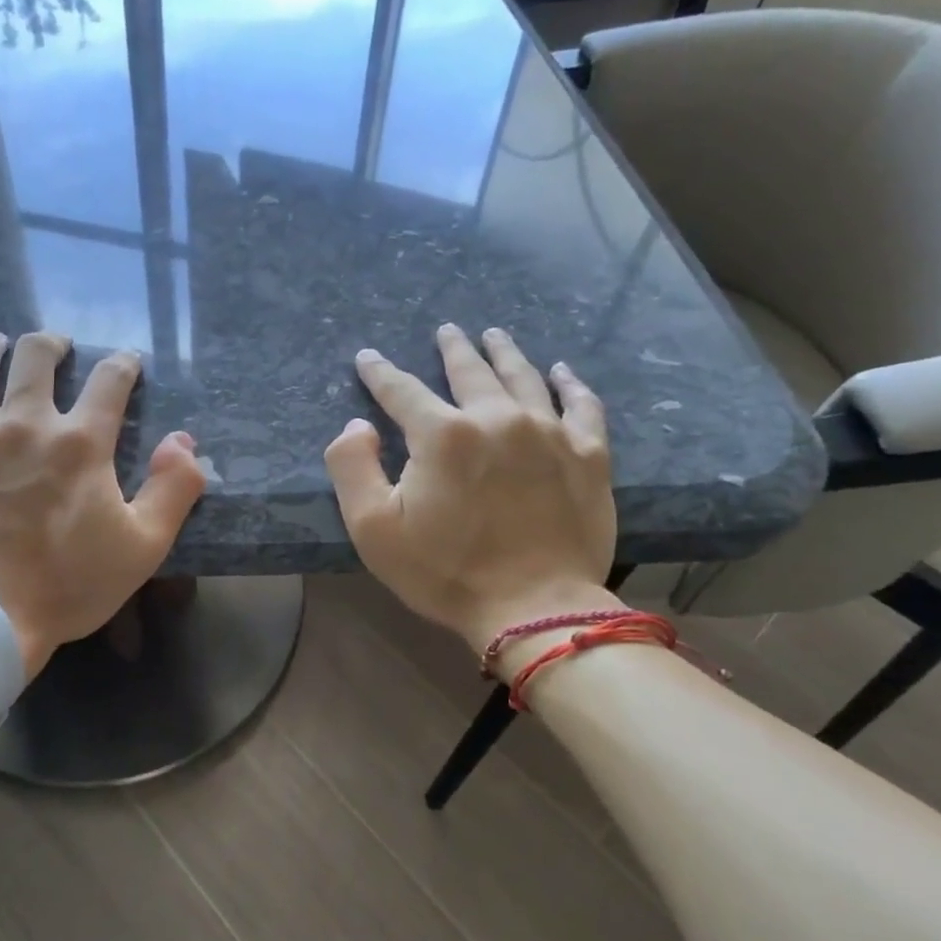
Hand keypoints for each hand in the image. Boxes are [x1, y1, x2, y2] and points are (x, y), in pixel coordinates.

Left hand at [0, 331, 205, 678]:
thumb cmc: (66, 584)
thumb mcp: (143, 546)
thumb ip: (173, 489)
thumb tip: (184, 441)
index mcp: (79, 442)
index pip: (109, 381)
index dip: (123, 364)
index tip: (127, 360)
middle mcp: (23, 422)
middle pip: (36, 357)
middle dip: (52, 344)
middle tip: (57, 345)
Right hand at [324, 324, 618, 656]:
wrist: (534, 609)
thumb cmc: (445, 572)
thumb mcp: (372, 529)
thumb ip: (351, 467)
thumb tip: (358, 426)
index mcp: (442, 434)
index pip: (401, 389)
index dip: (380, 372)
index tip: (369, 358)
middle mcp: (496, 418)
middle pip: (470, 370)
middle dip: (453, 349)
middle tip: (447, 331)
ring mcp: (549, 432)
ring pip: (523, 377)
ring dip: (505, 353)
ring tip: (494, 336)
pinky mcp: (588, 454)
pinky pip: (582, 405)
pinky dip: (570, 384)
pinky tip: (562, 371)